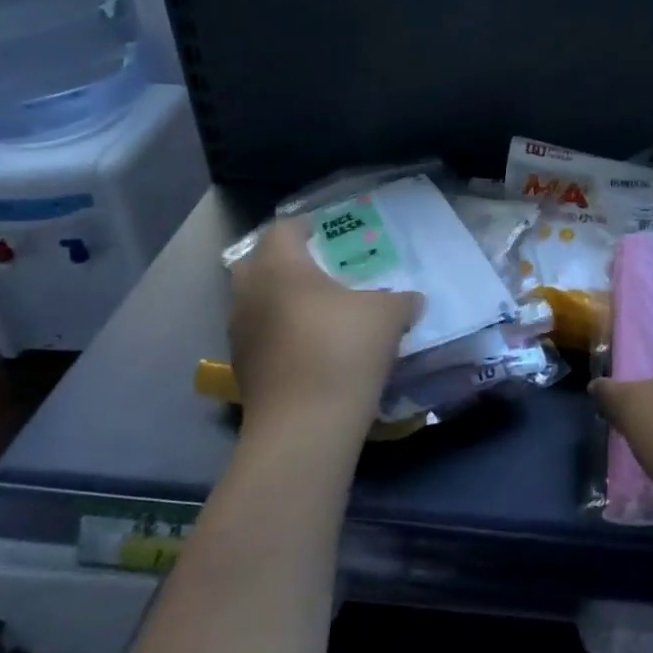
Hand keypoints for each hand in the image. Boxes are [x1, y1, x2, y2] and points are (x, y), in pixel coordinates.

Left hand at [227, 217, 420, 442]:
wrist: (305, 425)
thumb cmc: (344, 349)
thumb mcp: (388, 316)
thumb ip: (401, 300)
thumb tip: (412, 300)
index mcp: (279, 266)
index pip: (283, 230)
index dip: (305, 227)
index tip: (328, 233)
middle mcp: (250, 293)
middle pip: (258, 263)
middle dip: (284, 262)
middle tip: (319, 269)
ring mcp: (240, 333)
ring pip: (256, 302)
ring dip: (280, 301)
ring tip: (318, 312)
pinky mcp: (242, 369)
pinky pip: (261, 336)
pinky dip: (280, 334)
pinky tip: (310, 348)